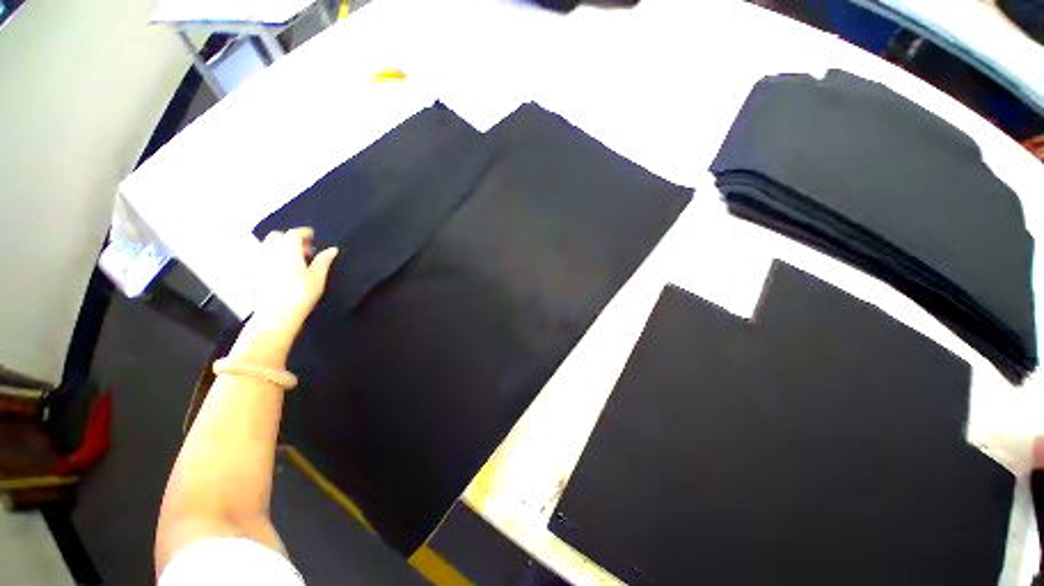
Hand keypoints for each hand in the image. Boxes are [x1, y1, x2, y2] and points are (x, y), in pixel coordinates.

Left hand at [251, 228, 338, 333]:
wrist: (276, 314)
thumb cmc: (301, 294)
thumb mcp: (318, 277)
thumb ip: (324, 261)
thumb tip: (332, 249)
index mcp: (288, 250)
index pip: (294, 233)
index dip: (304, 232)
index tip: (313, 236)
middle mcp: (270, 251)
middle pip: (277, 236)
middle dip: (290, 238)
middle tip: (304, 250)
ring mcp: (259, 261)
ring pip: (267, 244)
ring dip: (279, 246)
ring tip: (292, 258)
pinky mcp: (254, 271)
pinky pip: (261, 256)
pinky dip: (271, 255)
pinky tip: (281, 267)